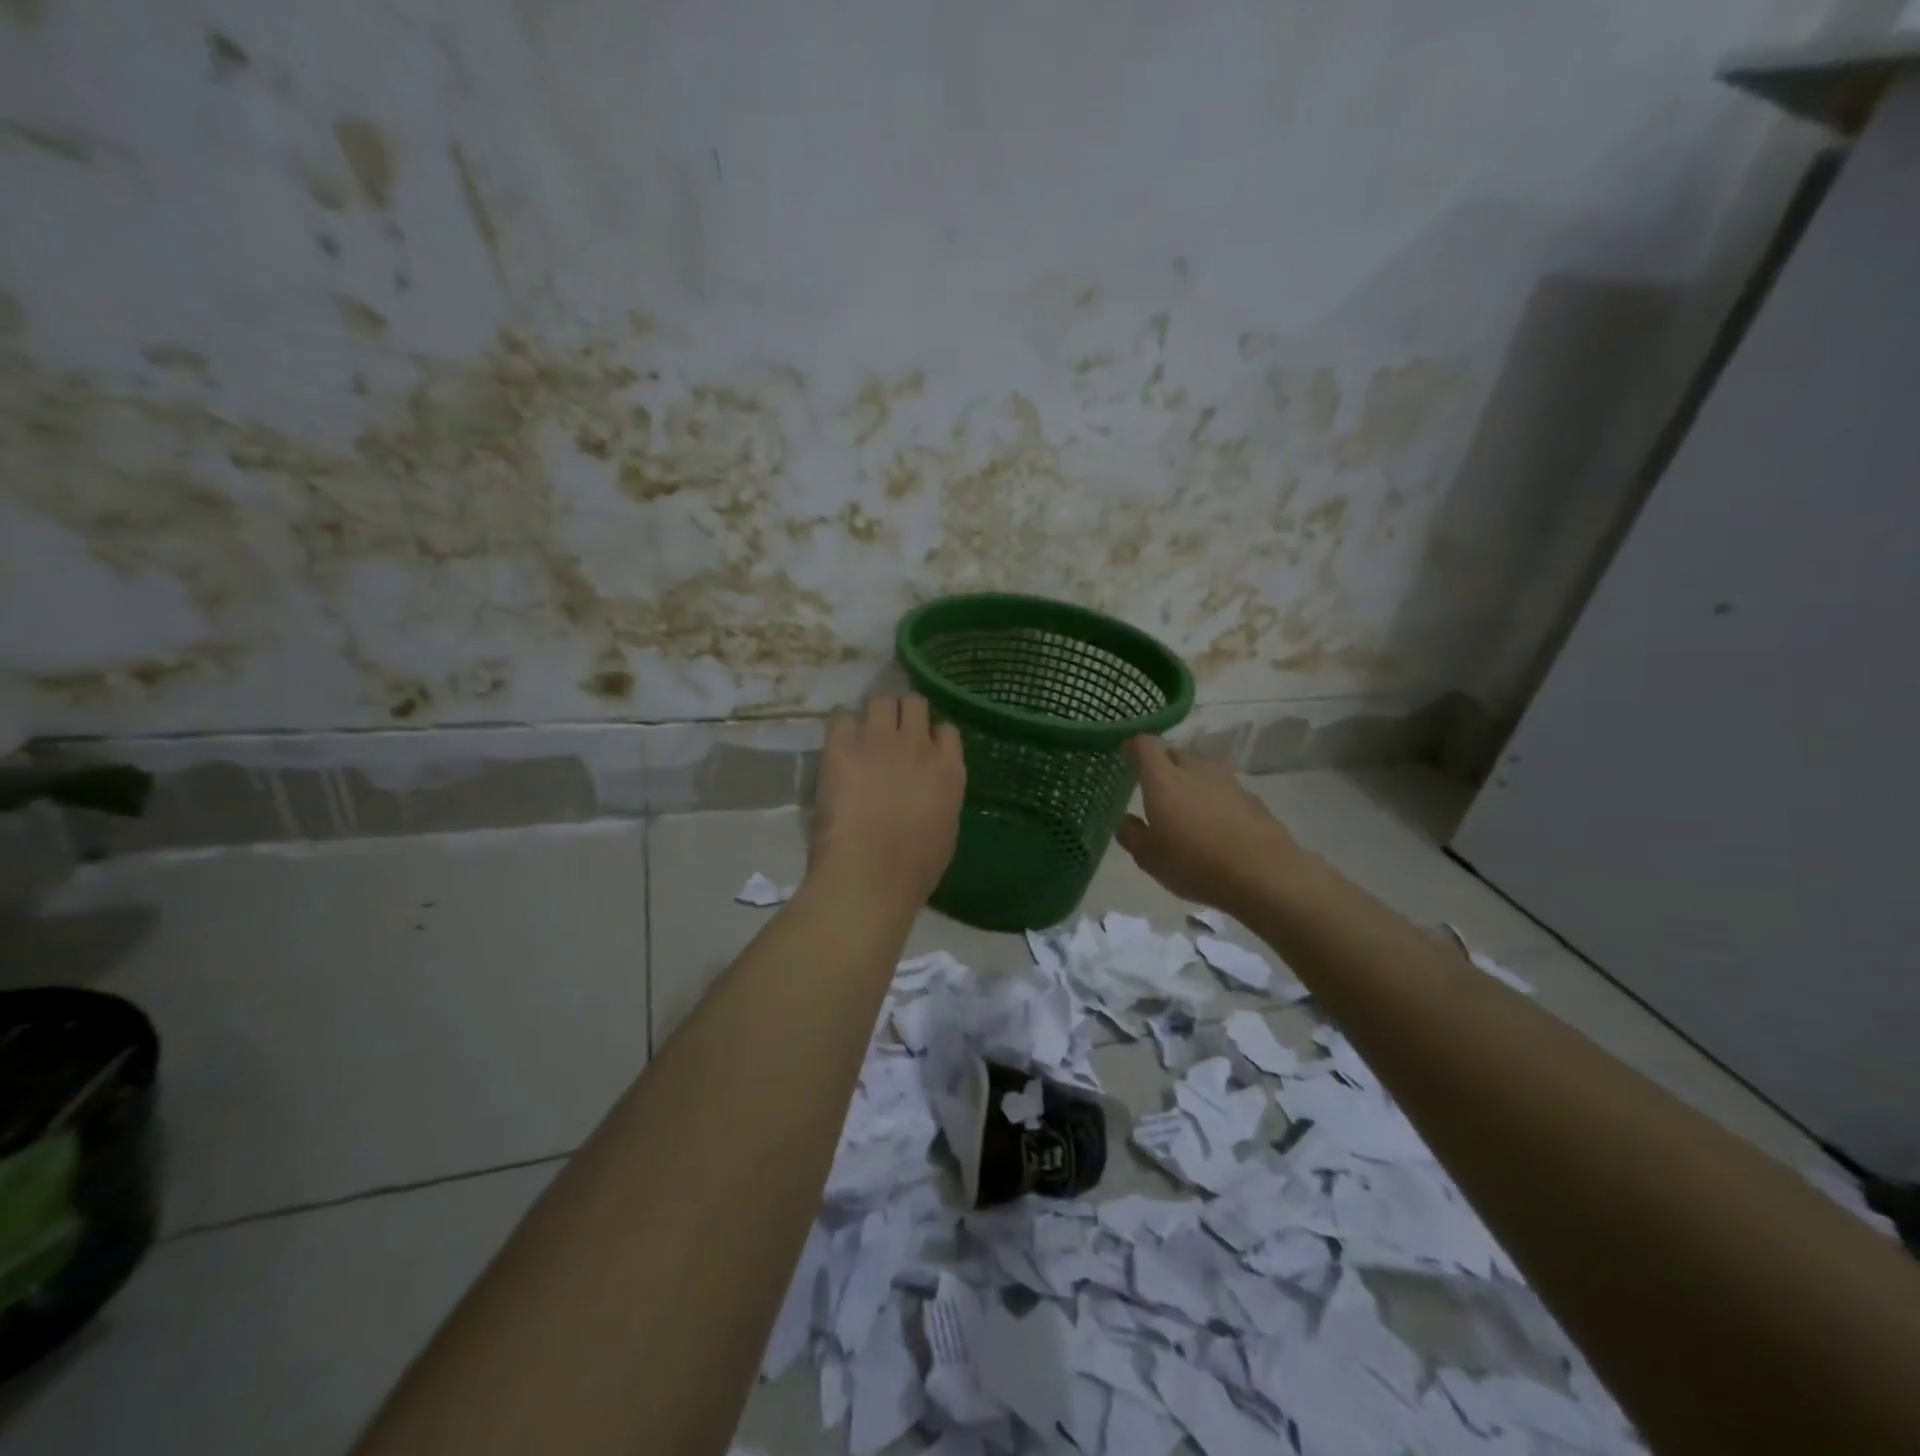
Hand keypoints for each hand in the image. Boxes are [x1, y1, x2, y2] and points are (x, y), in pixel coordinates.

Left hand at [807, 695, 965, 913]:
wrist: (870, 874)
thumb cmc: (914, 868)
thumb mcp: (946, 830)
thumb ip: (942, 797)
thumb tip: (930, 788)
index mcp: (948, 769)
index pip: (946, 730)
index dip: (931, 735)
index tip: (921, 746)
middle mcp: (917, 745)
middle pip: (913, 703)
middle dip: (902, 713)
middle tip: (889, 732)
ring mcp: (879, 742)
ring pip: (880, 701)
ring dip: (873, 714)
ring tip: (862, 734)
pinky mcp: (842, 747)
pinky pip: (842, 717)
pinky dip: (842, 728)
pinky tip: (838, 747)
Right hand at [1116, 737, 1298, 912]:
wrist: (1261, 874)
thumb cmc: (1193, 863)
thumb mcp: (1148, 857)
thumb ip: (1131, 834)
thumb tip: (1126, 819)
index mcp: (1164, 779)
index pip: (1146, 745)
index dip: (1134, 746)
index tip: (1127, 753)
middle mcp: (1195, 770)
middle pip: (1176, 753)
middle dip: (1164, 763)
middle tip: (1156, 785)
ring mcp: (1228, 781)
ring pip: (1203, 768)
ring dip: (1193, 777)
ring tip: (1188, 802)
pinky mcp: (1252, 798)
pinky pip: (1226, 788)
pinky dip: (1216, 796)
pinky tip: (1217, 821)